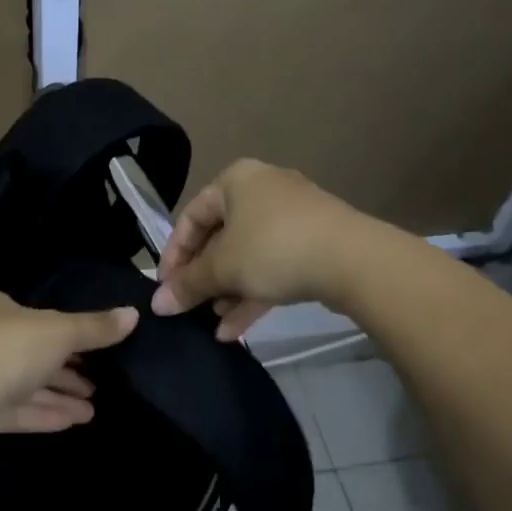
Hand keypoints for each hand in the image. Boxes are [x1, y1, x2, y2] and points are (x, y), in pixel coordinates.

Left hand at [0, 291, 138, 436]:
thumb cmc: (6, 350)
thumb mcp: (59, 332)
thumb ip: (95, 327)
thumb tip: (133, 313)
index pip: (35, 315)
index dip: (66, 332)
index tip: (94, 350)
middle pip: (31, 352)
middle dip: (66, 370)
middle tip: (98, 384)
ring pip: (24, 384)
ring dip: (59, 395)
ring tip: (93, 410)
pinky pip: (15, 409)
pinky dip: (43, 413)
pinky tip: (74, 422)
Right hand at [151, 159, 359, 340]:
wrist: (354, 260)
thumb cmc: (273, 249)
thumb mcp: (223, 268)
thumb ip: (188, 285)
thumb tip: (157, 305)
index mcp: (236, 181)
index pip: (191, 217)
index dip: (174, 255)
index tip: (166, 288)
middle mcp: (263, 191)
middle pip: (220, 237)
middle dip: (204, 277)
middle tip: (190, 306)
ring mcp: (293, 217)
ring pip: (248, 255)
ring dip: (228, 290)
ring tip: (213, 321)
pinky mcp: (314, 243)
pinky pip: (273, 266)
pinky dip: (254, 292)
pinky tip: (235, 330)